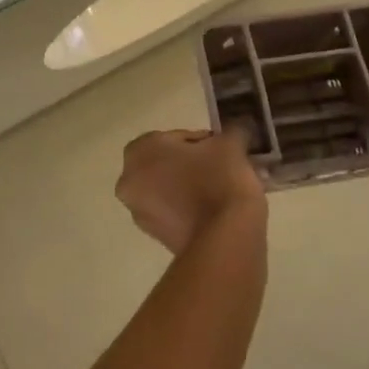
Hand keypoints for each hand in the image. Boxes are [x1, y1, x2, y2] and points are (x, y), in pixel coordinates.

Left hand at [116, 129, 266, 255]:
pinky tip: (220, 208)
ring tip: (227, 188)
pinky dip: (193, 207)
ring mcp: (140, 212)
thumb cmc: (219, 179)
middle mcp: (130, 180)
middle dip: (197, 164)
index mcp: (139, 151)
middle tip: (226, 167)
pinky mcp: (157, 236)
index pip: (176, 137)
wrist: (224, 239)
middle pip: (170, 163)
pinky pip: (175, 212)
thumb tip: (237, 130)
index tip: (225, 150)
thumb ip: (231, 131)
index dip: (204, 141)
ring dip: (195, 185)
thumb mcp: (230, 144)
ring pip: (172, 188)